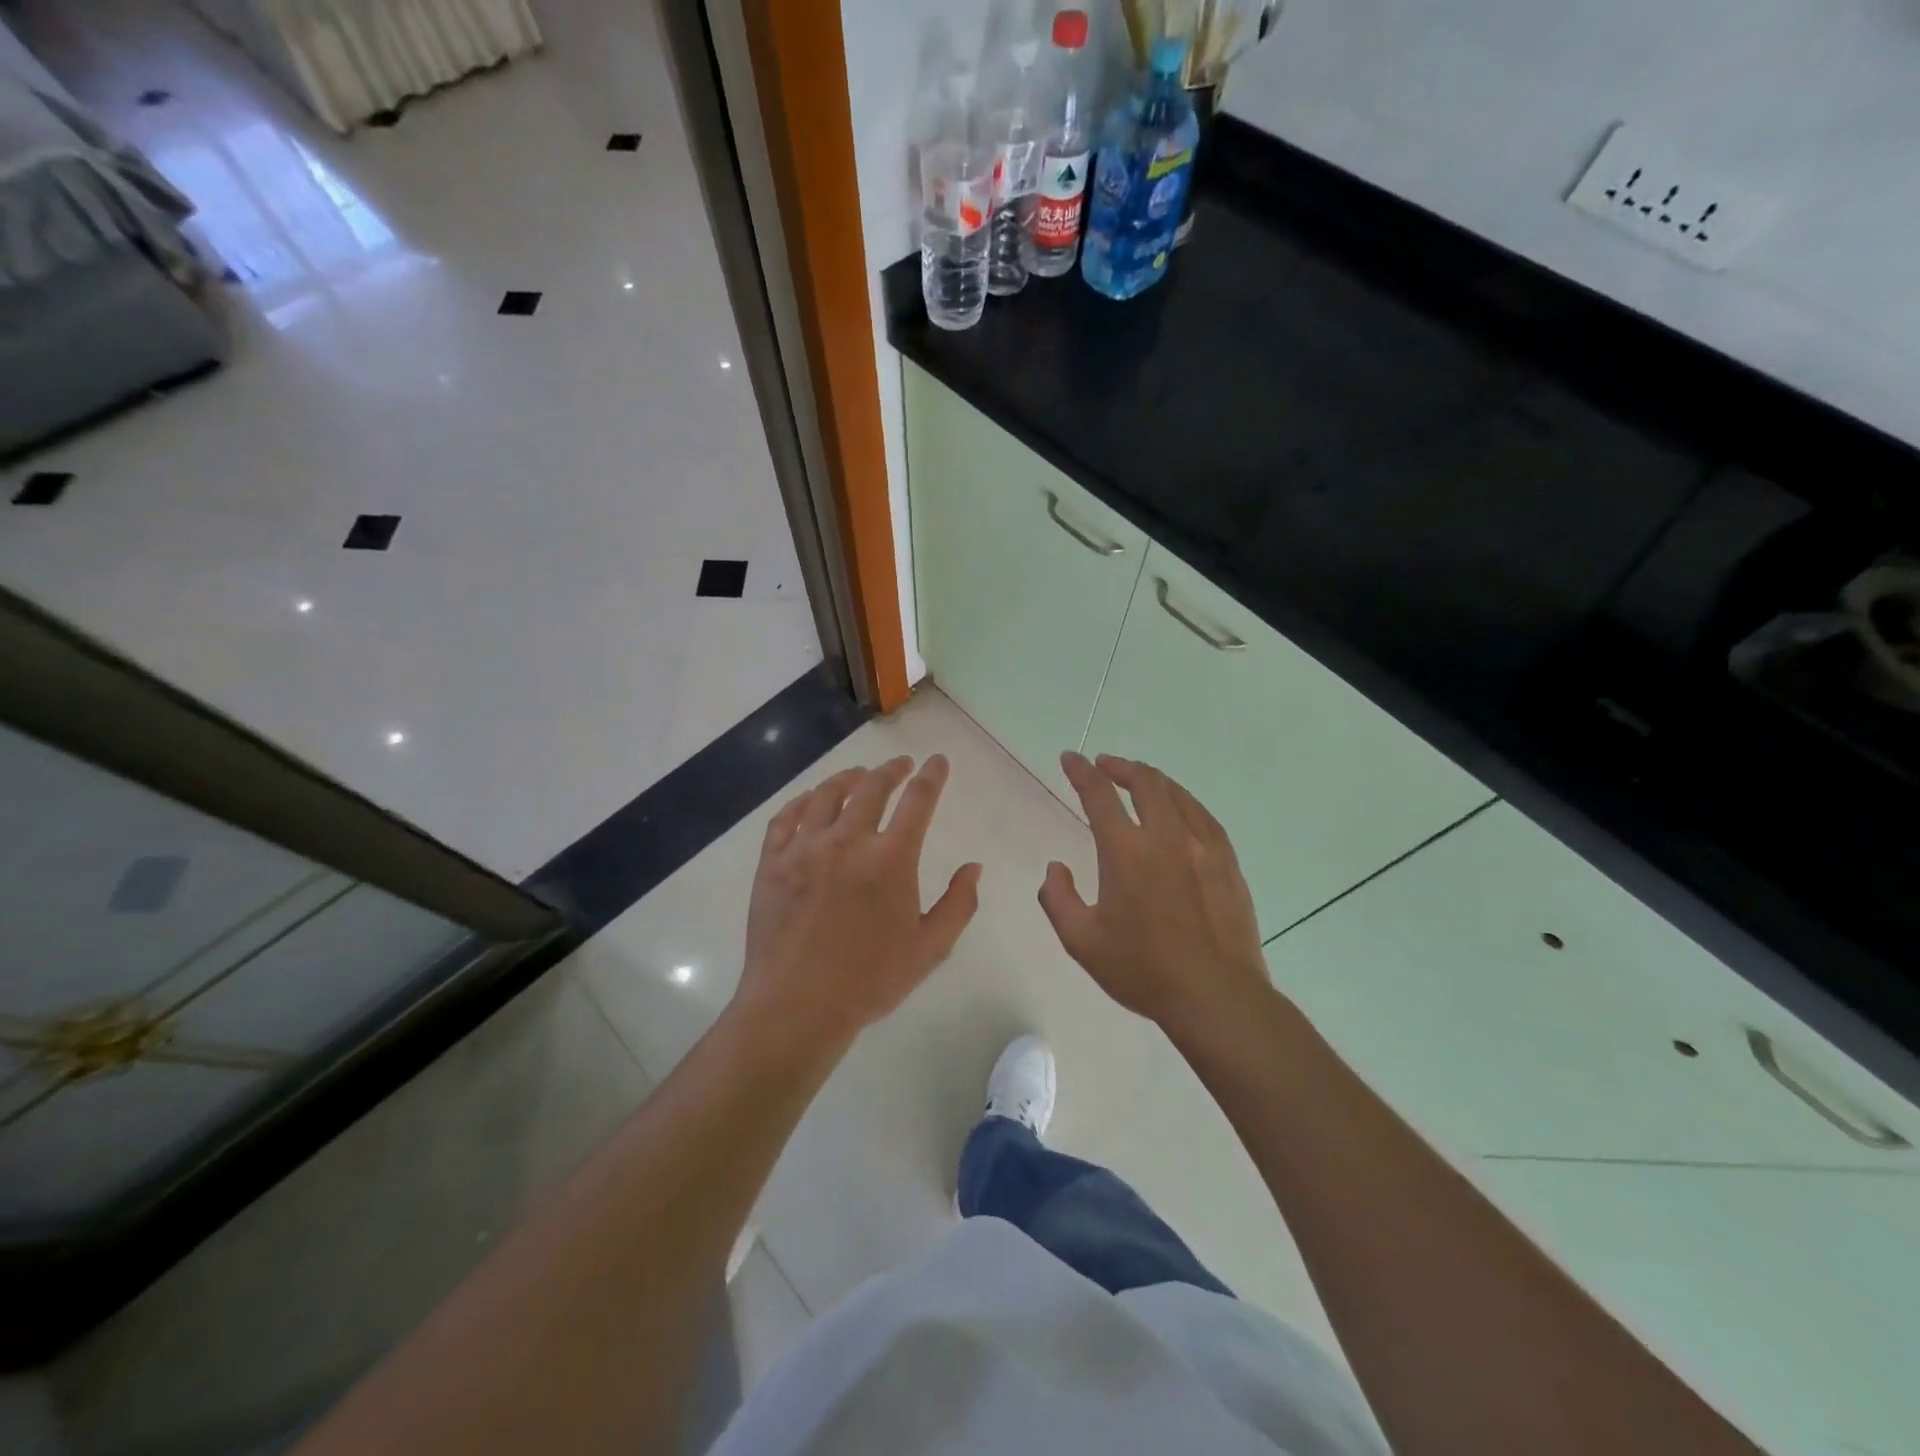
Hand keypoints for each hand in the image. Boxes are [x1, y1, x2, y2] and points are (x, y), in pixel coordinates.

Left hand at [733, 756, 981, 1051]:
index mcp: (891, 858)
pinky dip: (802, 801)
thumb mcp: (930, 948)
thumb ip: (958, 904)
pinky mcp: (772, 862)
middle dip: (892, 769)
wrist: (797, 1005)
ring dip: (848, 778)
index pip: (918, 800)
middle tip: (901, 764)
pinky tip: (810, 800)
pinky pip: (786, 818)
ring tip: (859, 775)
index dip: (931, 776)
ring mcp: (805, 848)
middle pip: (872, 787)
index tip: (937, 761)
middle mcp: (848, 840)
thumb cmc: (870, 980)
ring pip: (827, 795)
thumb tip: (973, 868)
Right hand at [1040, 752, 1271, 1042]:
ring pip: (1177, 794)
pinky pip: (1204, 816)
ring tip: (1139, 781)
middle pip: (1145, 782)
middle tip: (1106, 766)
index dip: (1081, 772)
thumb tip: (1056, 868)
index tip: (1071, 758)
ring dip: (1153, 780)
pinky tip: (1180, 810)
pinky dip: (1184, 802)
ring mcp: (1203, 846)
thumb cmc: (1143, 970)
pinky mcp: (1227, 862)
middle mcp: (1166, 837)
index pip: (1099, 795)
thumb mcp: (1082, 942)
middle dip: (1121, 767)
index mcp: (1126, 851)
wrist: (1216, 995)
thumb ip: (1058, 899)